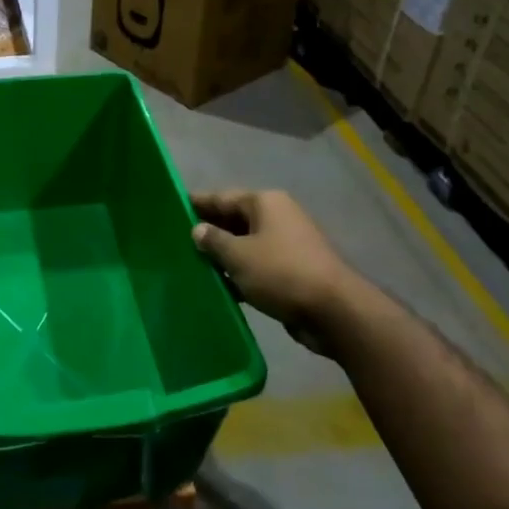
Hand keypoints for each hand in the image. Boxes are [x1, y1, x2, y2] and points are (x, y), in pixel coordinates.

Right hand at [191, 189, 359, 355]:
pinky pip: (258, 265)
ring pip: (246, 244)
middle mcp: (278, 217)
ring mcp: (288, 244)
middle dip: (209, 230)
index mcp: (265, 203)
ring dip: (223, 255)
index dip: (198, 202)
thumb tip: (198, 229)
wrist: (334, 311)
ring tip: (192, 263)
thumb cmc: (280, 272)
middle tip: (177, 239)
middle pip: (235, 219)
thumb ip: (213, 240)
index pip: (222, 197)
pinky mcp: (293, 270)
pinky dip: (240, 272)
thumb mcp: (238, 255)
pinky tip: (220, 285)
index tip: (174, 206)